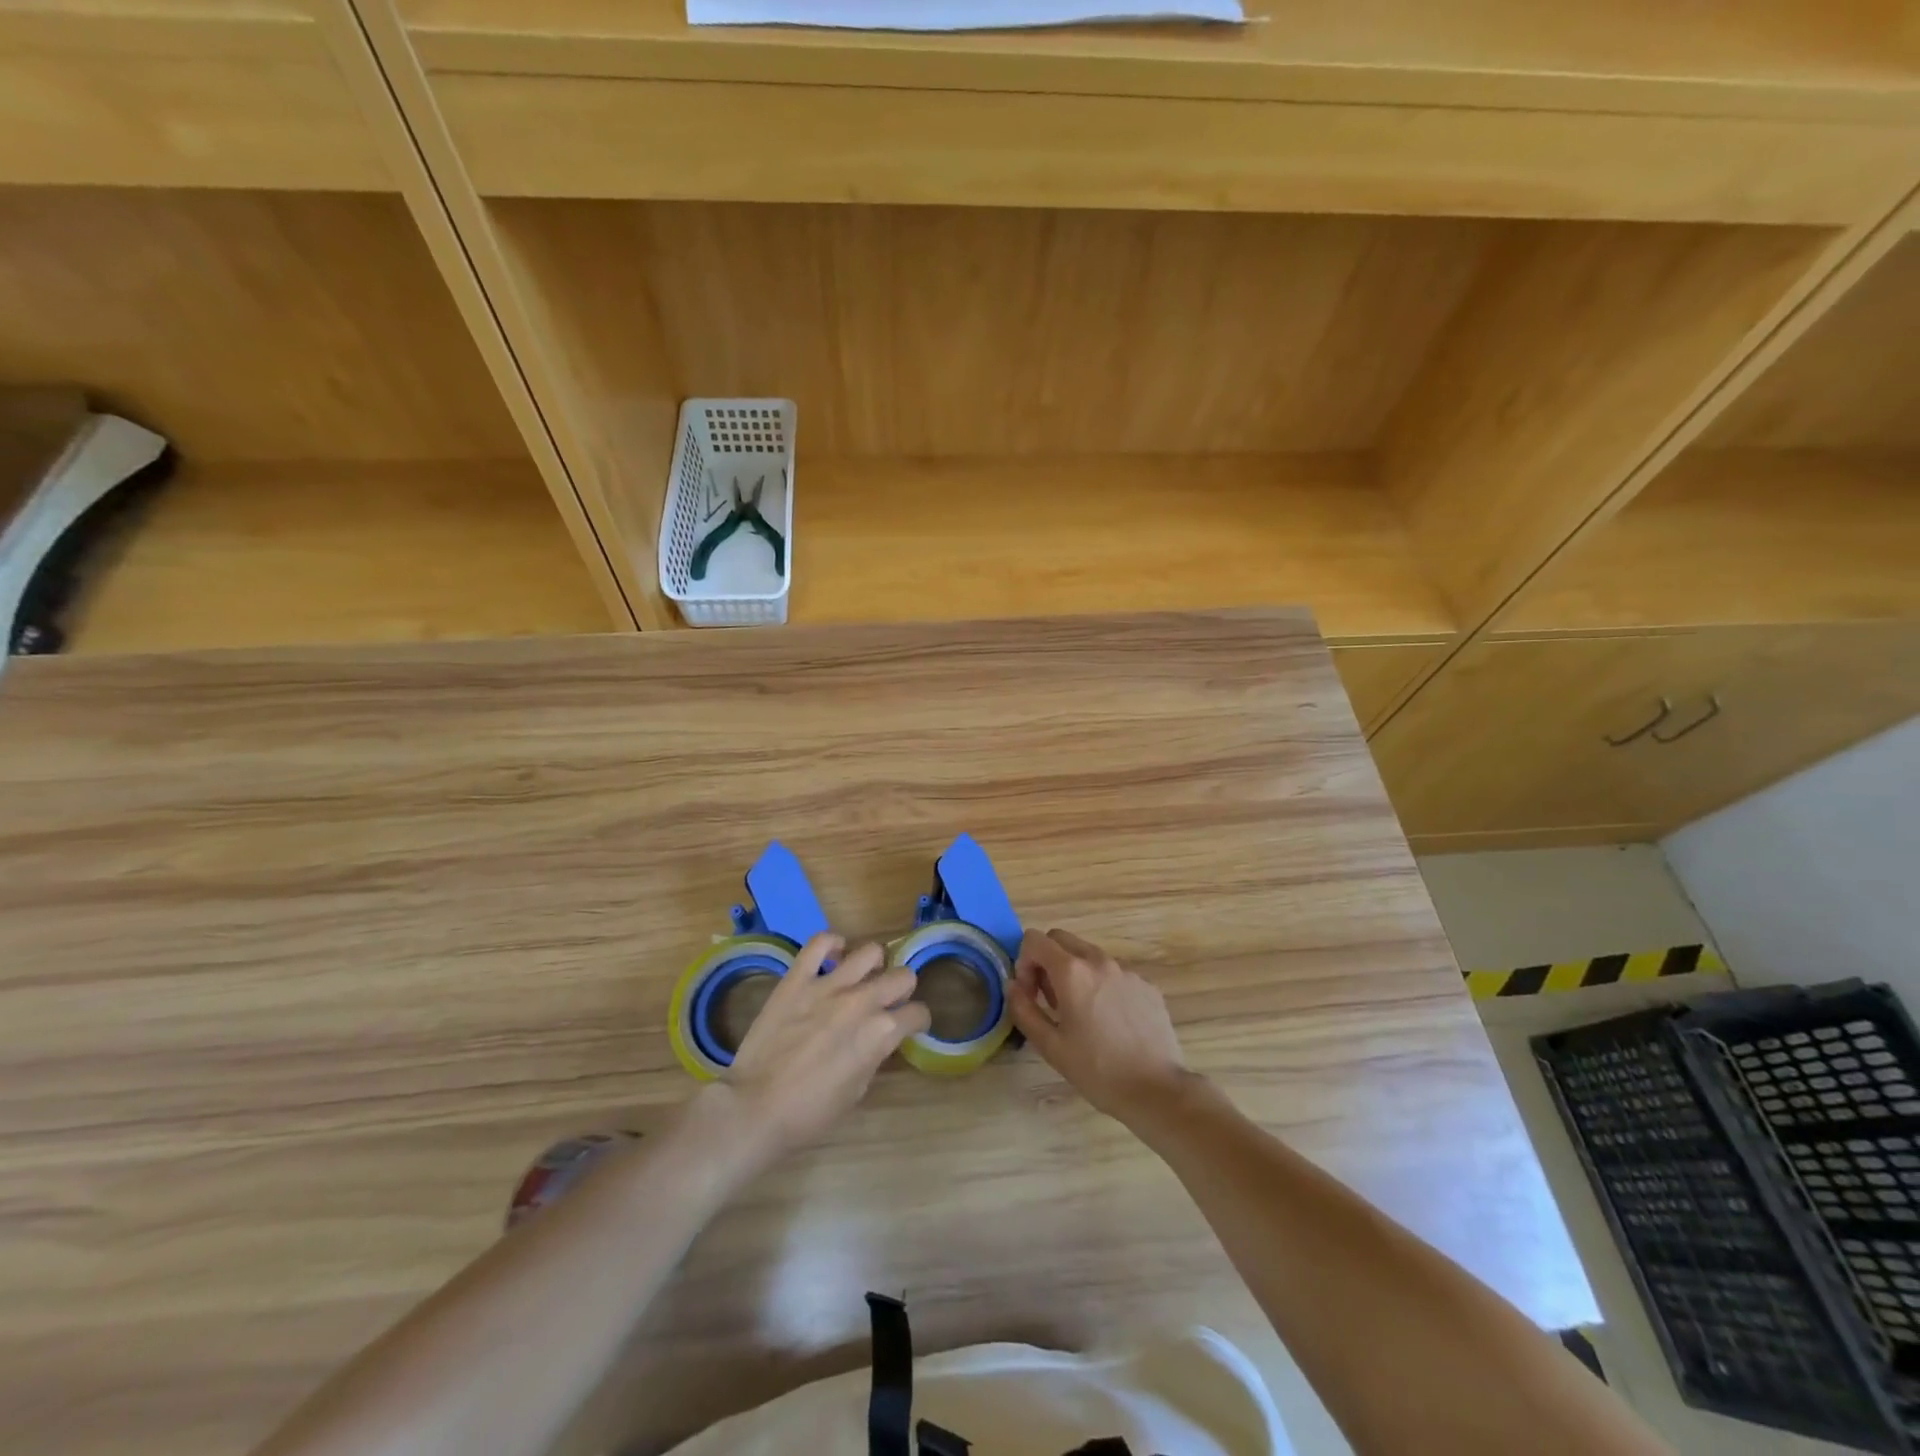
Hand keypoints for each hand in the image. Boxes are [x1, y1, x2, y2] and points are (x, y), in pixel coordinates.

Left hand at [715, 934, 930, 1165]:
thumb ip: (873, 1054)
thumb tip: (877, 1038)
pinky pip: (820, 943)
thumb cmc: (809, 1113)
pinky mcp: (798, 978)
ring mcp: (829, 985)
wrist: (755, 1108)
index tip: (909, 1026)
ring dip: (873, 966)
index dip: (917, 1021)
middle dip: (902, 990)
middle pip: (903, 976)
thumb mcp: (856, 1091)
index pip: (918, 1013)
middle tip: (888, 1002)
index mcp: (881, 1033)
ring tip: (861, 978)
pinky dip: (832, 944)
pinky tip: (833, 956)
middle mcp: (862, 1001)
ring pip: (871, 952)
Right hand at [1009, 929, 1193, 1122]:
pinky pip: (1114, 973)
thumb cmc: (1097, 1070)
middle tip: (1050, 1000)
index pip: (1035, 939)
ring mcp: (1127, 971)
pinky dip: (1102, 985)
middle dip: (1047, 961)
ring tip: (1081, 1014)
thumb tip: (1013, 986)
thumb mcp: (1050, 1046)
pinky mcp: (1147, 985)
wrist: (1157, 1090)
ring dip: (1075, 973)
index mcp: (1072, 972)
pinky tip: (1110, 1022)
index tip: (1031, 994)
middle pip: (1061, 939)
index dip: (1024, 962)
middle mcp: (1099, 960)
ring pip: (1089, 955)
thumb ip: (1024, 1010)